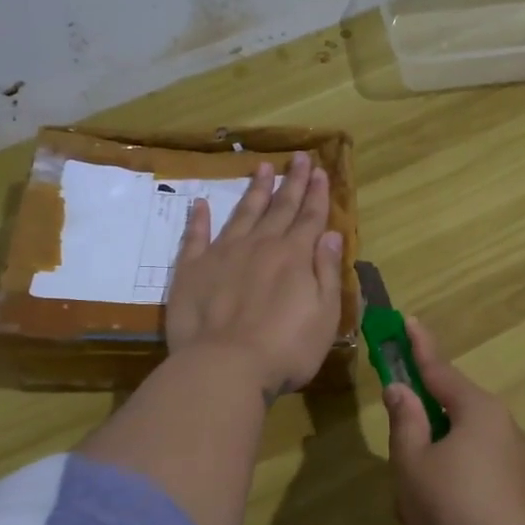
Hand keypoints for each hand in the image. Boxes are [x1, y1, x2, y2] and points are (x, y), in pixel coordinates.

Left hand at [165, 151, 344, 397]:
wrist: (225, 366)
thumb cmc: (285, 349)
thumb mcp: (324, 315)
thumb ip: (327, 272)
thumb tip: (332, 234)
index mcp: (294, 256)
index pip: (310, 218)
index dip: (317, 194)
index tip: (320, 170)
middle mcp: (260, 246)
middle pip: (279, 208)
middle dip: (291, 182)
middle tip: (298, 157)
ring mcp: (223, 254)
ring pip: (243, 214)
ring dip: (254, 190)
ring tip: (262, 167)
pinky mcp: (192, 269)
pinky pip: (196, 236)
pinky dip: (199, 219)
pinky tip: (201, 204)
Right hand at [383, 317, 524, 524]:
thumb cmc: (455, 509)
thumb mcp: (414, 463)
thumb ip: (404, 422)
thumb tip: (401, 390)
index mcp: (478, 412)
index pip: (440, 369)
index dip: (419, 346)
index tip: (408, 321)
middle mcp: (500, 430)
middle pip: (443, 424)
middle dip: (414, 452)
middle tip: (399, 482)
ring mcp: (512, 466)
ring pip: (451, 462)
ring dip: (425, 488)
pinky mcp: (515, 499)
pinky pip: (468, 488)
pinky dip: (446, 506)